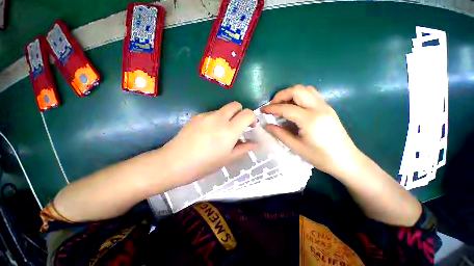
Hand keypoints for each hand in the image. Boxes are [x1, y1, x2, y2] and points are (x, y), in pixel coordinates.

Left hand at [162, 102, 256, 186]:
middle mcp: (219, 118)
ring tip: (220, 132)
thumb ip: (244, 148)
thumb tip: (255, 143)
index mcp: (229, 130)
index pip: (247, 113)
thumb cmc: (204, 164)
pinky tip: (208, 133)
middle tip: (237, 126)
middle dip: (240, 113)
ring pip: (223, 109)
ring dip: (227, 117)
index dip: (252, 118)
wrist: (174, 162)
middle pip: (235, 105)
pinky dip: (216, 120)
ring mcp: (206, 115)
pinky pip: (212, 114)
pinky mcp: (197, 116)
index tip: (250, 127)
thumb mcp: (228, 159)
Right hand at [262, 85, 360, 176]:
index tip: (263, 110)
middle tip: (272, 105)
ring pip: (305, 89)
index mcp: (310, 120)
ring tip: (282, 105)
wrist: (347, 160)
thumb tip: (266, 125)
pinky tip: (294, 107)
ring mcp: (325, 106)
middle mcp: (319, 108)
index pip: (286, 108)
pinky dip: (299, 96)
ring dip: (291, 93)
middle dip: (281, 95)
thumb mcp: (296, 147)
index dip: (272, 108)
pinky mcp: (327, 108)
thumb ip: (279, 134)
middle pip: (297, 90)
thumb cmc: (321, 157)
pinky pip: (311, 95)